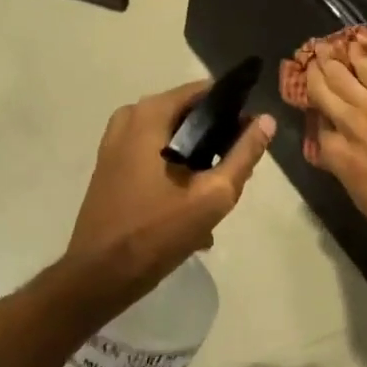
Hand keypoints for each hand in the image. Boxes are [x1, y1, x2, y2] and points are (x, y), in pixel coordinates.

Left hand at [68, 79, 275, 290]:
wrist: (100, 275)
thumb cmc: (157, 231)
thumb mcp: (213, 195)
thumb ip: (244, 155)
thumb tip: (267, 121)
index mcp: (150, 115)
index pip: (203, 91)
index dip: (233, 108)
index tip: (251, 134)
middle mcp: (129, 118)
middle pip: (187, 114)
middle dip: (215, 138)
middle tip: (235, 170)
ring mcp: (115, 141)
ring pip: (171, 136)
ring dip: (197, 157)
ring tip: (215, 189)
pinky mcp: (110, 164)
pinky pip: (153, 152)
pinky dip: (175, 167)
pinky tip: (190, 201)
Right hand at [303, 49, 366, 263]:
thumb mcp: (362, 199)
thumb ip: (349, 171)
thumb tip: (347, 159)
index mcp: (336, 156)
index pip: (319, 129)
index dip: (318, 117)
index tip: (318, 110)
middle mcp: (347, 125)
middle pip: (324, 93)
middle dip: (315, 75)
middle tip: (310, 61)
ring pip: (344, 77)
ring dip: (331, 61)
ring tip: (323, 48)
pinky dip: (361, 58)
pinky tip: (354, 46)